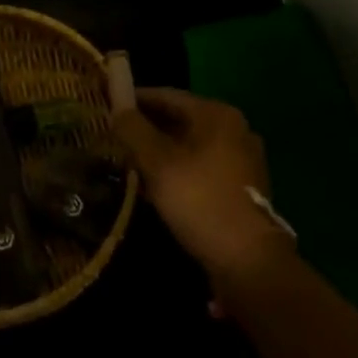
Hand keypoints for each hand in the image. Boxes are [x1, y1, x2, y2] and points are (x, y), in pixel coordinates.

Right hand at [113, 88, 290, 281]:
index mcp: (217, 114)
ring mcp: (242, 159)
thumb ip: (133, 130)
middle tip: (115, 136)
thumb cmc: (200, 200)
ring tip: (130, 161)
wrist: (248, 261)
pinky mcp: (241, 187)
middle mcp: (234, 129)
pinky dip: (179, 169)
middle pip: (181, 119)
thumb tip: (116, 107)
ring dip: (161, 151)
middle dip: (147, 127)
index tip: (109, 106)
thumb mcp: (158, 162)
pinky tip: (157, 186)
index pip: (167, 96)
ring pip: (190, 145)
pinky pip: (202, 167)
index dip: (135, 100)